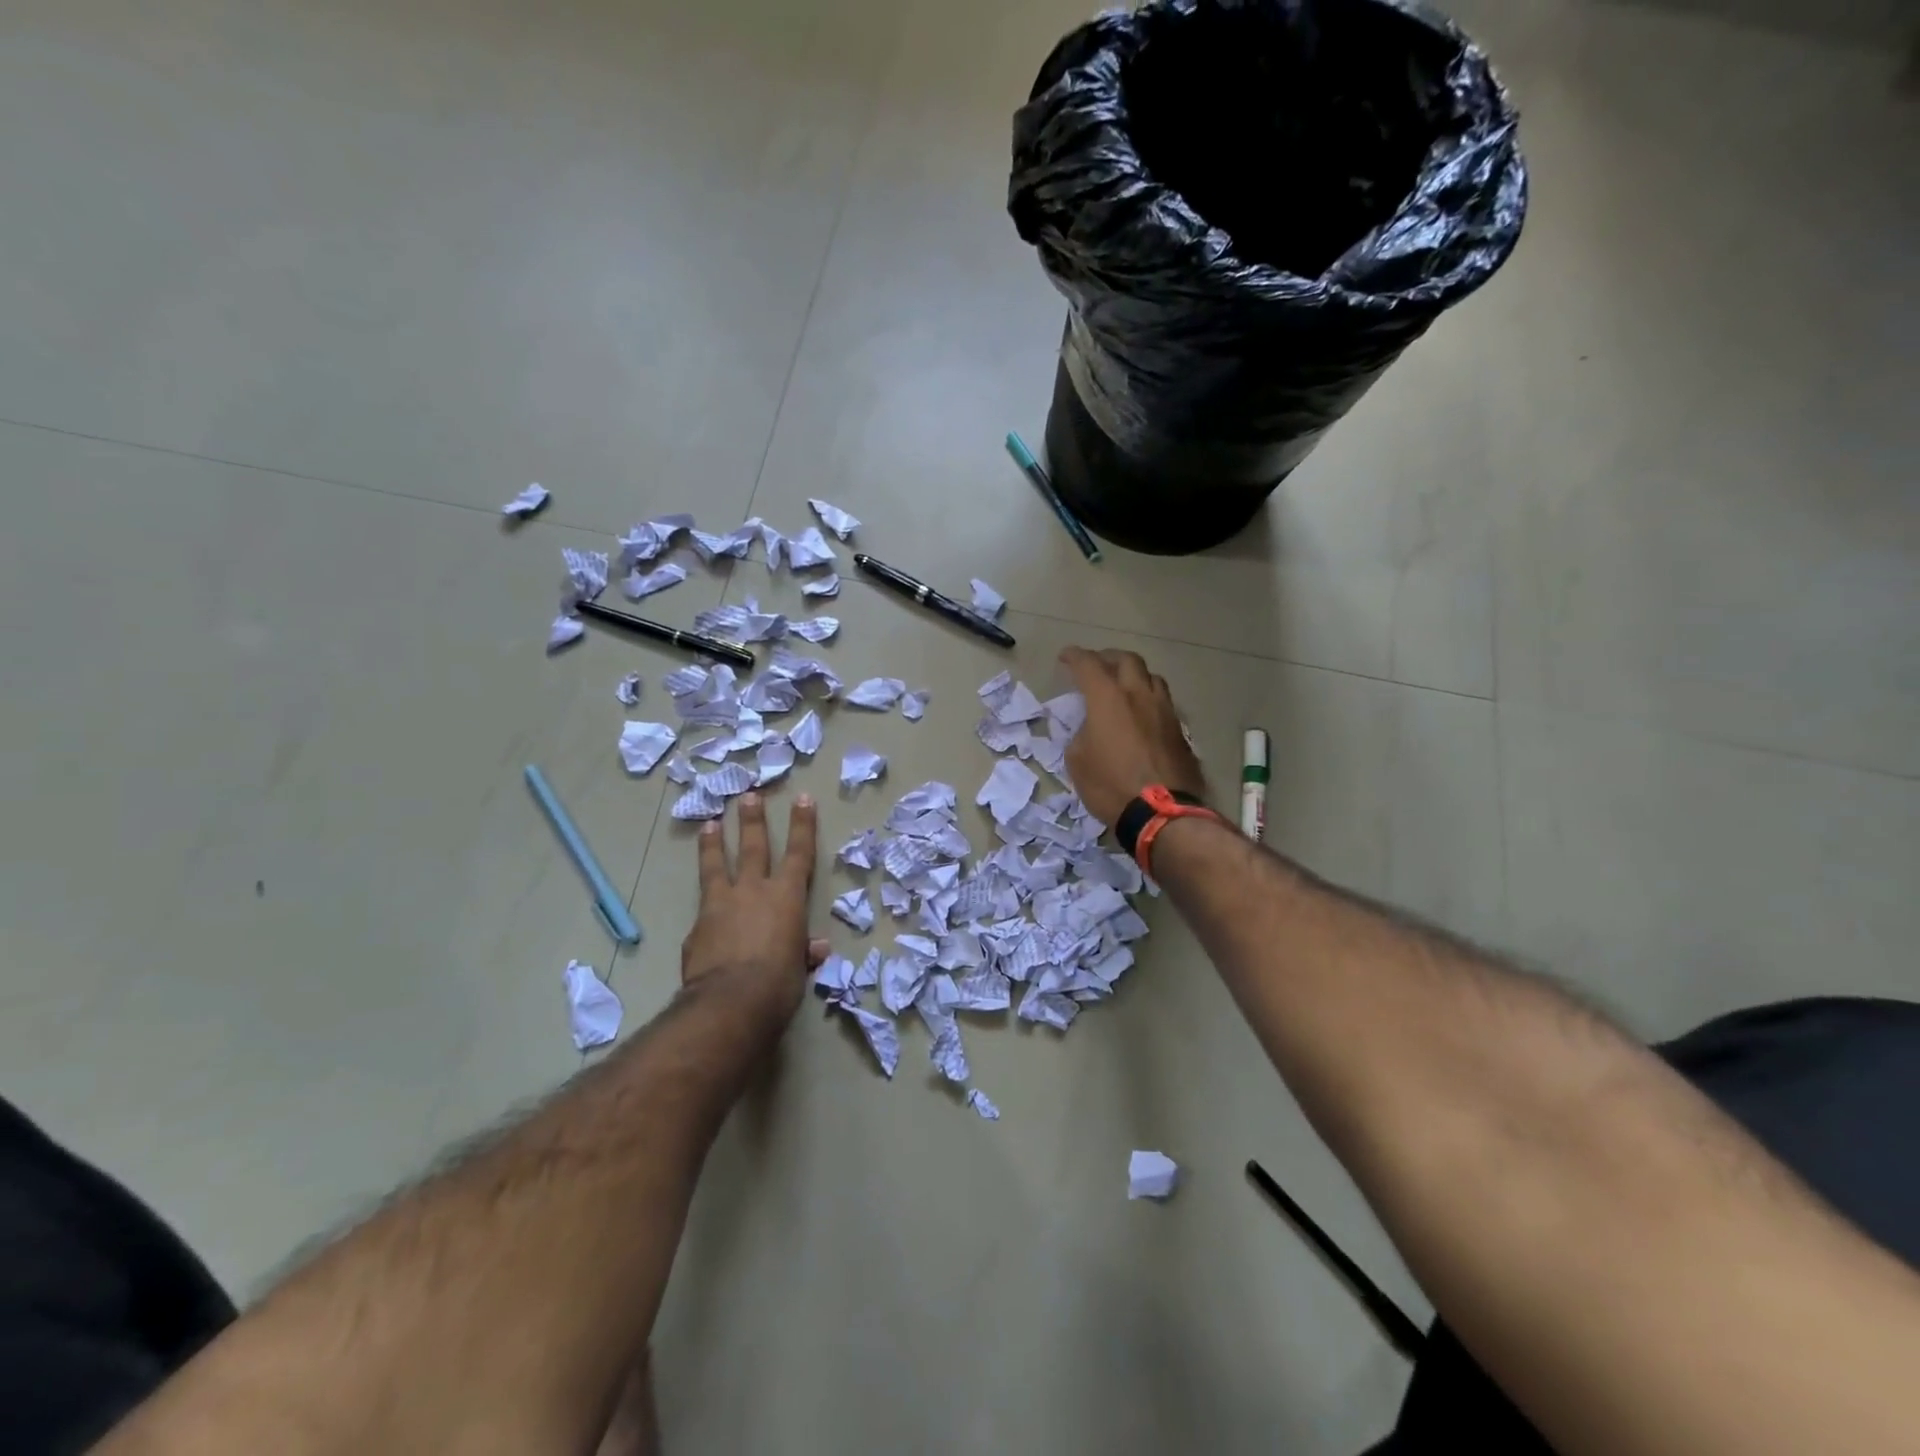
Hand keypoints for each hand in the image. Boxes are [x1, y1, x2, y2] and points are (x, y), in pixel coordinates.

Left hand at [682, 792, 825, 1026]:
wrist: (730, 1001)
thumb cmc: (779, 983)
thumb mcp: (798, 968)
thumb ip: (803, 952)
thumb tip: (816, 948)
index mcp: (787, 897)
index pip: (800, 853)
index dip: (803, 825)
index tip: (803, 798)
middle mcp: (754, 890)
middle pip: (754, 846)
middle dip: (753, 820)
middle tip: (749, 795)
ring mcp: (721, 904)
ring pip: (717, 865)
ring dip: (714, 843)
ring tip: (709, 823)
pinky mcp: (697, 925)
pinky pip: (703, 908)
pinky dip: (706, 904)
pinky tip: (701, 912)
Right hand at [1060, 647, 1206, 827]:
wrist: (1161, 813)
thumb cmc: (1110, 785)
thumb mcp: (1078, 761)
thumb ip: (1081, 734)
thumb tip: (1091, 729)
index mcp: (1108, 698)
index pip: (1089, 664)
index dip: (1075, 656)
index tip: (1066, 657)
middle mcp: (1139, 695)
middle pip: (1127, 660)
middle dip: (1108, 657)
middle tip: (1097, 665)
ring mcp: (1164, 711)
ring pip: (1151, 677)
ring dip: (1134, 676)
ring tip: (1123, 686)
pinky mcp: (1180, 730)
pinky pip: (1163, 702)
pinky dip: (1148, 699)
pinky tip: (1142, 714)